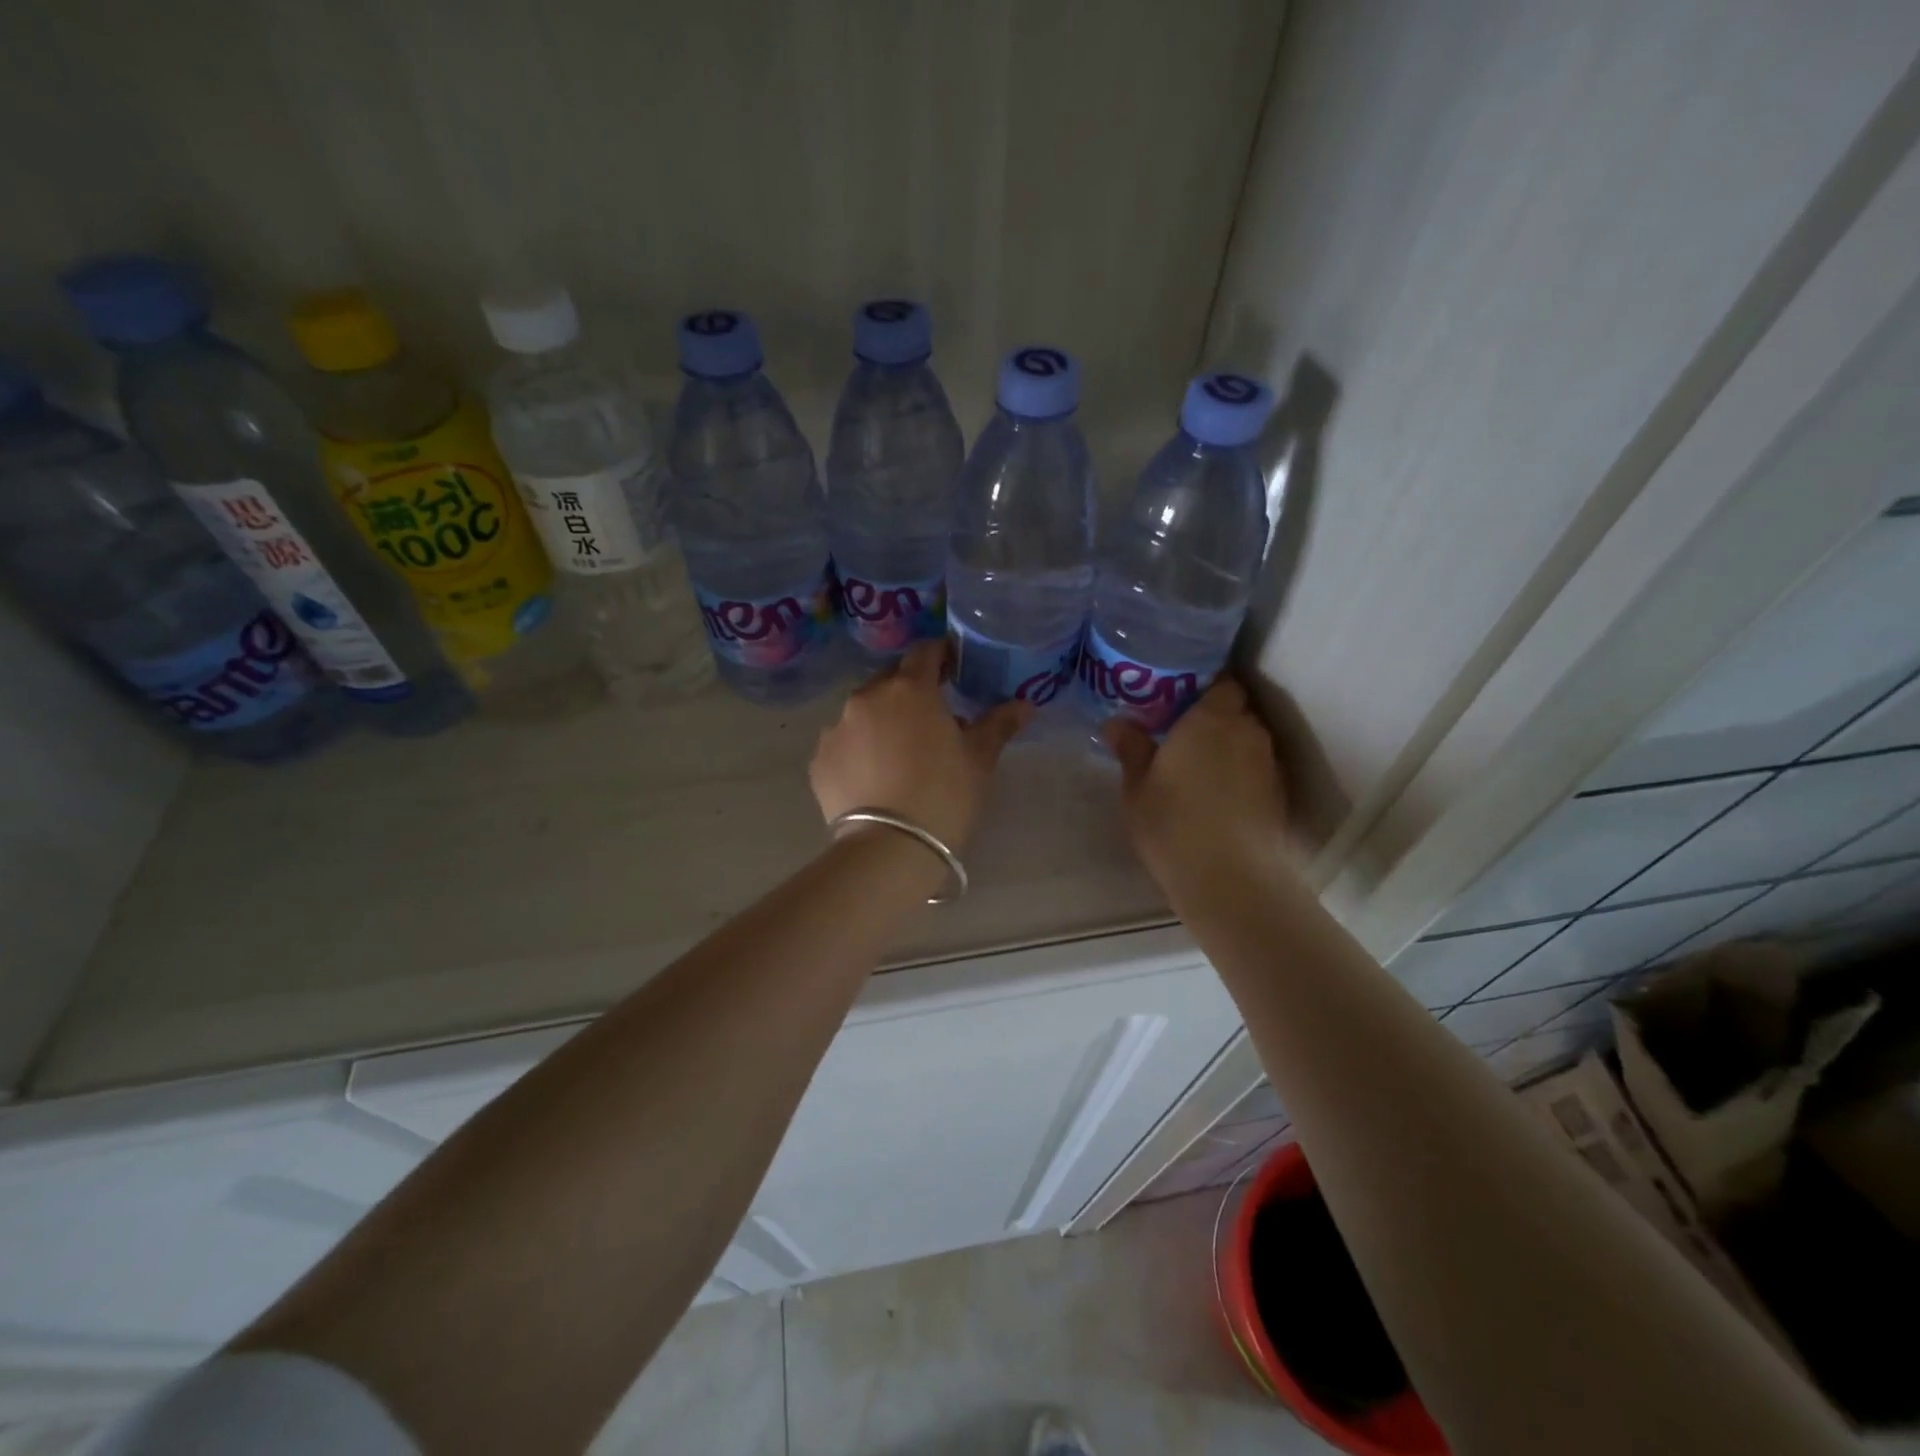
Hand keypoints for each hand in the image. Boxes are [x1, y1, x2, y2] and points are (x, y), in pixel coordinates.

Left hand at [810, 640, 1031, 850]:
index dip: (941, 656)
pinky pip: (842, 744)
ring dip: (880, 721)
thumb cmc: (944, 794)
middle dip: (909, 692)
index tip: (953, 670)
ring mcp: (836, 728)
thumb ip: (998, 724)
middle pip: (890, 681)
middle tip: (929, 719)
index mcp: (910, 689)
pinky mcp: (819, 760)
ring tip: (897, 754)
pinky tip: (872, 778)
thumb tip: (1024, 705)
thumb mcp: (979, 760)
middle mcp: (867, 698)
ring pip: (862, 712)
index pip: (925, 653)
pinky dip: (857, 751)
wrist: (890, 847)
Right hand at [1103, 677, 1288, 885]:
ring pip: (1247, 741)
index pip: (1222, 682)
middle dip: (1214, 717)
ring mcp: (1267, 764)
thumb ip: (1131, 748)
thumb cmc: (1173, 823)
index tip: (1178, 699)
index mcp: (1211, 718)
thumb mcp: (1137, 786)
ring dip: (1227, 747)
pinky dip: (1239, 774)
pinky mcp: (1278, 794)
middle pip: (1236, 711)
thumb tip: (1117, 723)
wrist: (1230, 878)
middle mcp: (1246, 731)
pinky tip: (1217, 795)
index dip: (1203, 686)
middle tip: (1181, 733)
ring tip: (1198, 767)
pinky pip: (1256, 769)